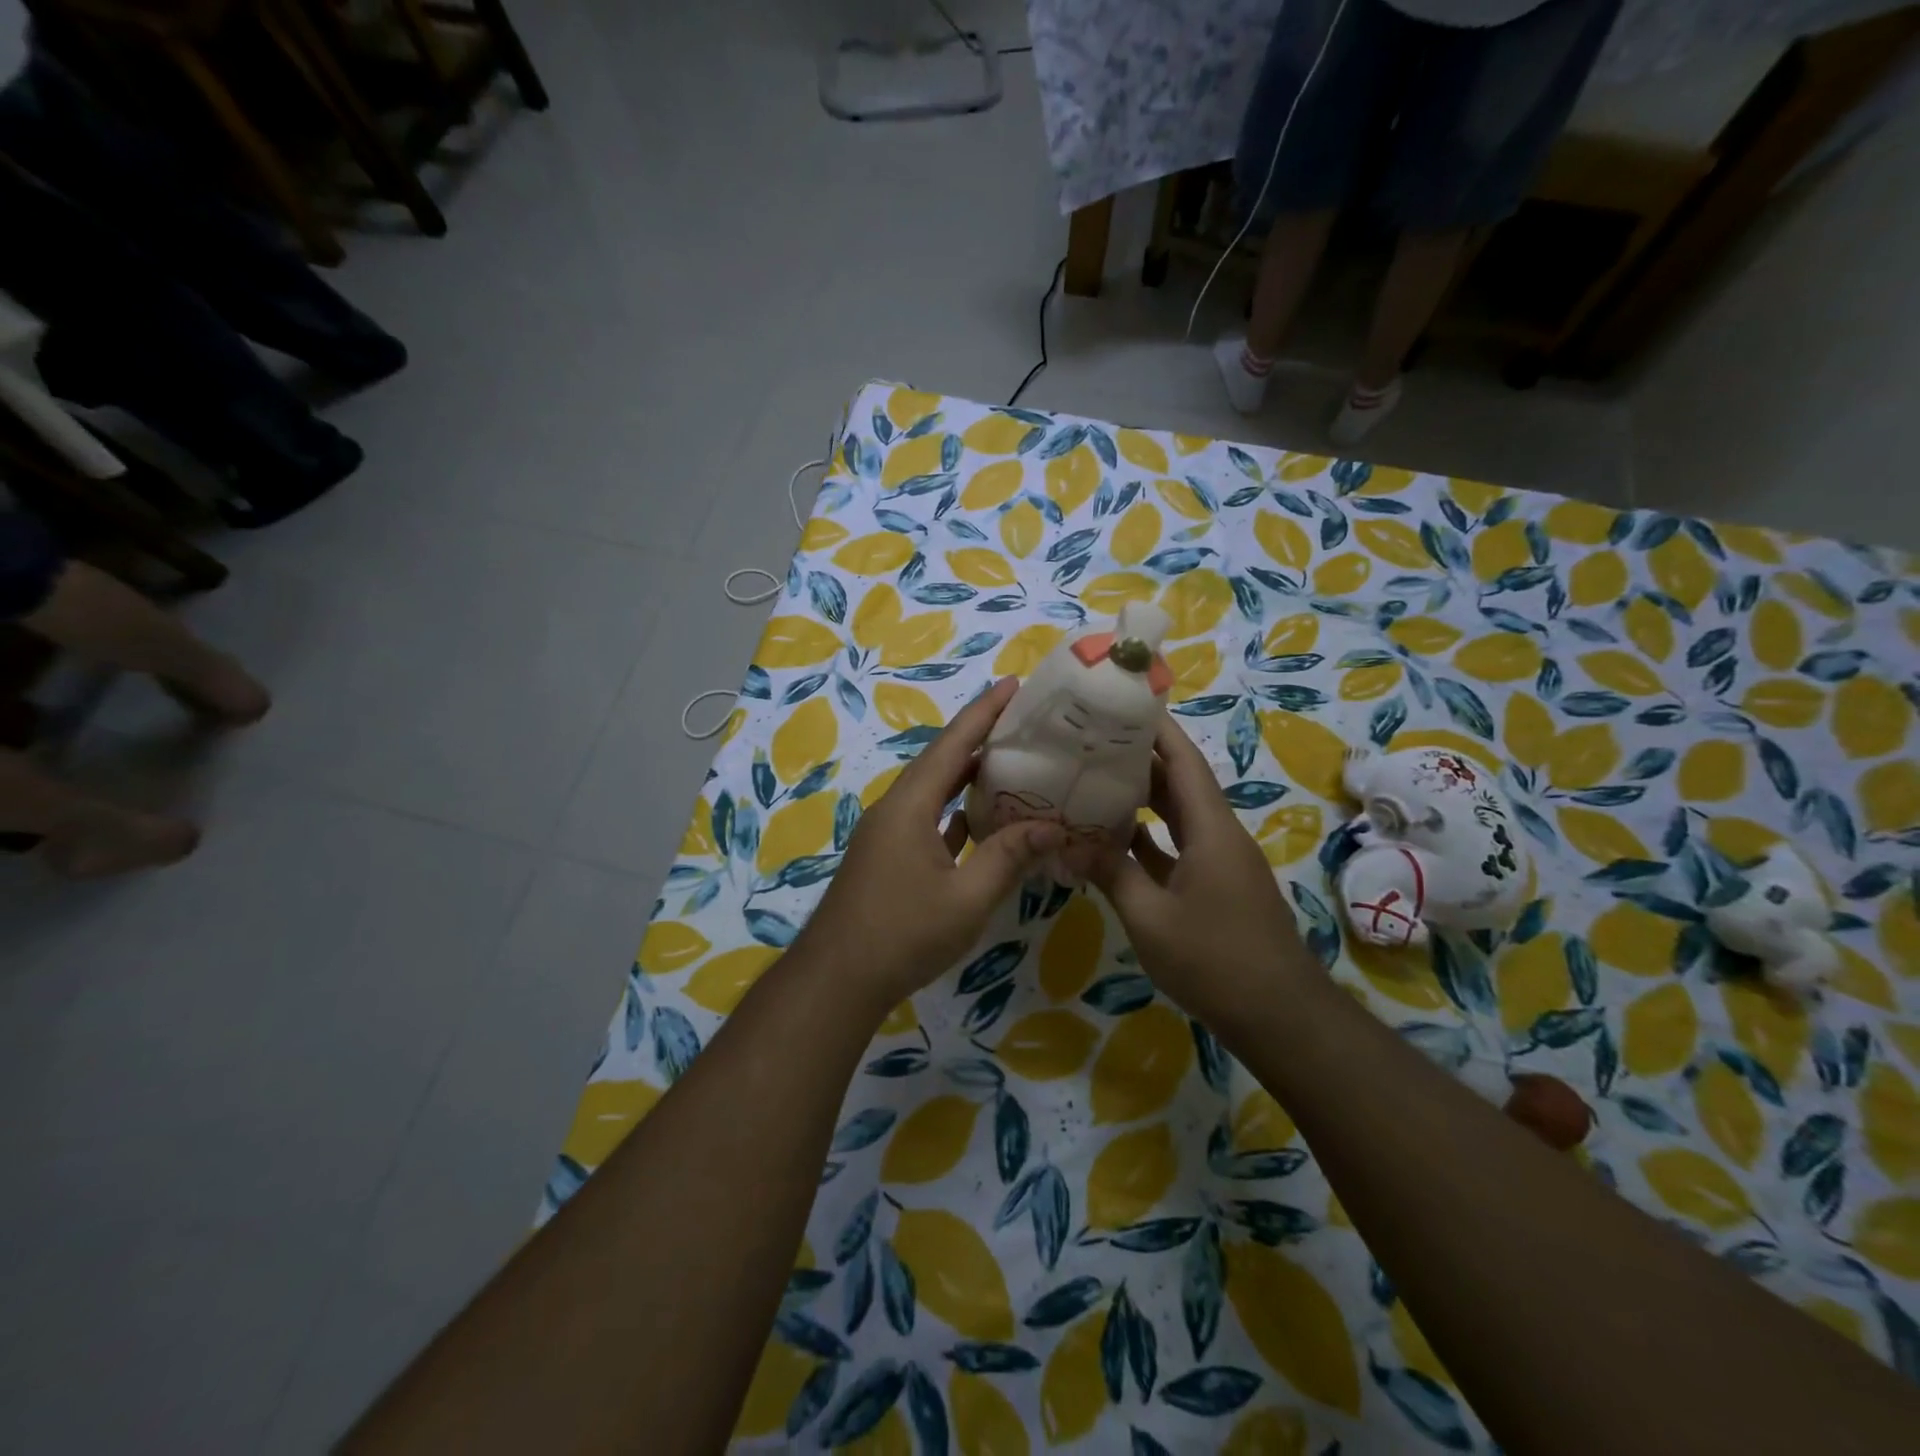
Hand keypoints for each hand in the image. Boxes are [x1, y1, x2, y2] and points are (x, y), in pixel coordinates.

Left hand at [796, 677, 1063, 1016]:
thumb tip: (1053, 826)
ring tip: (1012, 761)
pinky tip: (981, 817)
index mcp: (910, 806)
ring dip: (969, 775)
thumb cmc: (902, 934)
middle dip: (980, 736)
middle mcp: (896, 809)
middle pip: (942, 761)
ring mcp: (889, 834)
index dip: (984, 712)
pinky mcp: (889, 857)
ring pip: (934, 791)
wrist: (838, 979)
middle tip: (1024, 721)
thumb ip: (1008, 857)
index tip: (1013, 684)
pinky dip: (956, 811)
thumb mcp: (966, 899)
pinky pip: (929, 819)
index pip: (953, 745)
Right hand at [1090, 718, 1316, 1030]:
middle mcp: (1219, 835)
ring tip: (1096, 778)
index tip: (1123, 703)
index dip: (1157, 729)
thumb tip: (1067, 841)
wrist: (1279, 1016)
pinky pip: (1179, 847)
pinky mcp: (1216, 887)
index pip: (1184, 761)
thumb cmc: (1215, 960)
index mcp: (1211, 829)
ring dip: (1144, 798)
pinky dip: (1150, 838)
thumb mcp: (1150, 917)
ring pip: (1179, 815)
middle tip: (1092, 741)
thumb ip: (1111, 873)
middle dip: (1141, 758)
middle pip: (1180, 782)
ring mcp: (1220, 862)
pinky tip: (1115, 838)